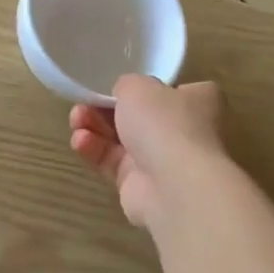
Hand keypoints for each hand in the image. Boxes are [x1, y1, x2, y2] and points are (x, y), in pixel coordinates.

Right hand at [69, 75, 225, 228]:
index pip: (170, 91)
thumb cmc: (164, 123)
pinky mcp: (139, 186)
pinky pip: (112, 163)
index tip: (116, 87)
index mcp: (197, 102)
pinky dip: (94, 150)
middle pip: (138, 117)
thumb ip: (127, 85)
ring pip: (120, 140)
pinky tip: (80, 141)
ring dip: (94, 128)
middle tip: (83, 104)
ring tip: (76, 121)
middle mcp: (183, 132)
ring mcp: (162, 161)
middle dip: (105, 109)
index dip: (143, 88)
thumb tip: (124, 95)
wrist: (173, 184)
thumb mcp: (139, 86)